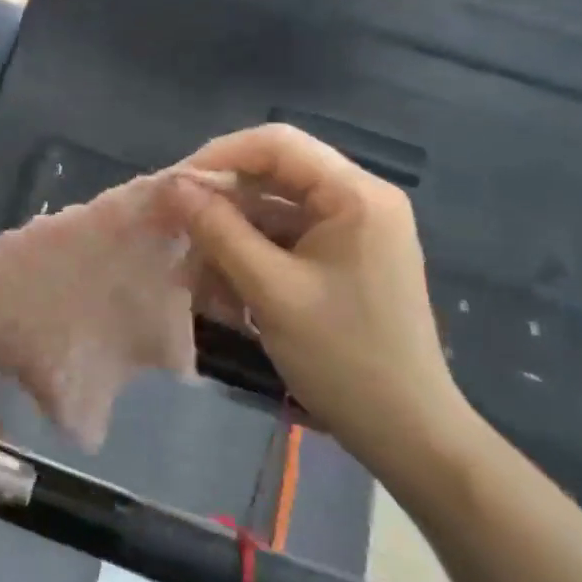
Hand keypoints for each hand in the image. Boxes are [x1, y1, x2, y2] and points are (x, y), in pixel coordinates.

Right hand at [169, 125, 476, 484]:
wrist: (409, 436)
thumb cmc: (344, 359)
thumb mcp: (271, 291)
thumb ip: (219, 230)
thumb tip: (174, 186)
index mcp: (356, 195)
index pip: (276, 145)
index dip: (218, 157)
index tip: (174, 187)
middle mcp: (358, 199)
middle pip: (273, 175)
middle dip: (220, 201)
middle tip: (172, 224)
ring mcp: (352, 229)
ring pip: (273, 209)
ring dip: (229, 234)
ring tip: (189, 268)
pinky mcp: (343, 258)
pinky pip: (285, 239)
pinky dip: (250, 256)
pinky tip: (218, 286)